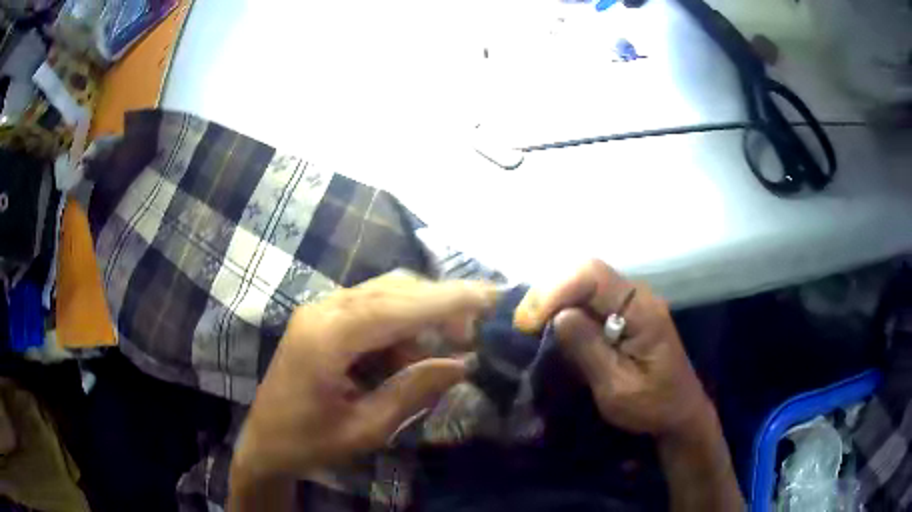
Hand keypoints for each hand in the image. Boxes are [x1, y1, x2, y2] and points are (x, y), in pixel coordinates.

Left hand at [230, 273, 495, 483]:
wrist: (264, 442)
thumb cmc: (310, 442)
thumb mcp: (366, 428)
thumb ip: (412, 391)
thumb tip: (461, 364)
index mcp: (327, 338)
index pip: (396, 306)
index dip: (447, 300)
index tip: (490, 296)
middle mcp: (323, 310)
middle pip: (393, 289)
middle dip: (439, 304)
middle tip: (473, 334)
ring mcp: (320, 310)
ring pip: (384, 293)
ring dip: (421, 315)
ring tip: (446, 349)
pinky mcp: (323, 319)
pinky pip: (371, 307)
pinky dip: (400, 325)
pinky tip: (409, 355)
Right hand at [514, 260, 711, 438]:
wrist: (680, 411)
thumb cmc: (652, 406)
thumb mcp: (617, 389)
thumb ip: (590, 350)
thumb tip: (559, 316)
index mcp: (642, 312)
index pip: (593, 276)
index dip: (555, 291)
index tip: (529, 324)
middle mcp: (638, 296)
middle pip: (586, 270)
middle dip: (549, 291)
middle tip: (524, 324)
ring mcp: (633, 301)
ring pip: (585, 279)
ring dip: (554, 297)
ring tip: (532, 325)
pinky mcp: (626, 311)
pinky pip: (590, 295)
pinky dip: (565, 304)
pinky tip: (552, 324)